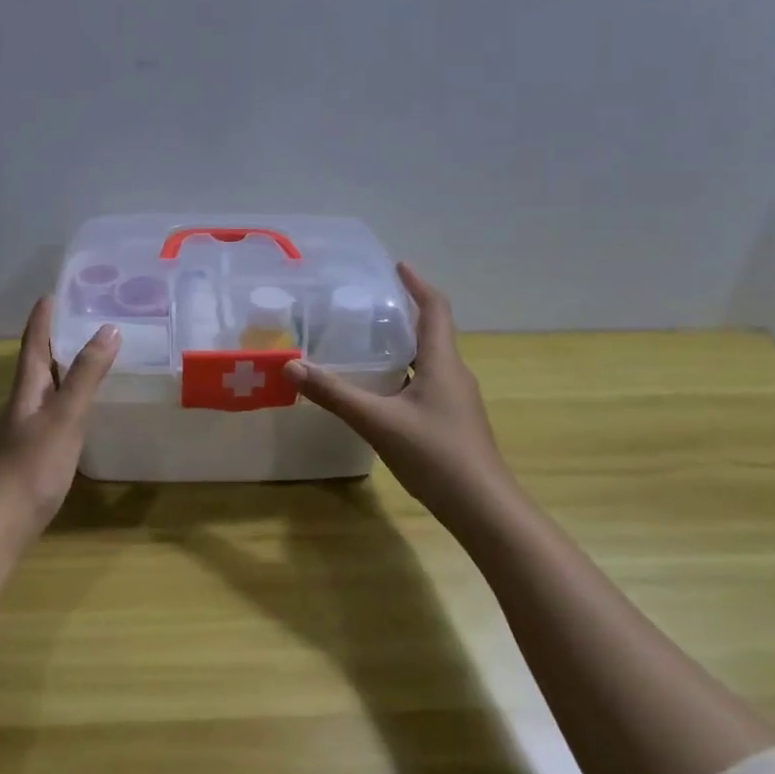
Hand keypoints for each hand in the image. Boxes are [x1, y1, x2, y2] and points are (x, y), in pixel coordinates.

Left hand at [0, 297, 120, 536]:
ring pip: (50, 386)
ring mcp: (30, 428)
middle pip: (40, 361)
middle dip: (58, 336)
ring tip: (94, 352)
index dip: (43, 317)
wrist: (1, 523)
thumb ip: (86, 375)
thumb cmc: (32, 464)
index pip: (35, 342)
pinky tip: (87, 405)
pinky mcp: (38, 451)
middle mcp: (25, 402)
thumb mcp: (64, 415)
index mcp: (28, 388)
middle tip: (86, 316)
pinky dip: (74, 397)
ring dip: (68, 366)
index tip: (54, 292)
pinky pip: (58, 410)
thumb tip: (109, 328)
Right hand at [283, 263, 510, 522]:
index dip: (418, 284)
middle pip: (432, 333)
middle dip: (404, 315)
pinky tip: (380, 393)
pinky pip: (427, 385)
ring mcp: (457, 400)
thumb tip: (292, 365)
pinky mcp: (453, 422)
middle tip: (369, 306)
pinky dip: (404, 375)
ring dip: (404, 347)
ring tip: (368, 344)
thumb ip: (334, 394)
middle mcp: (454, 374)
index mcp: (443, 363)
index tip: (397, 266)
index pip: (435, 309)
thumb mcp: (378, 421)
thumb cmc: (435, 455)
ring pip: (429, 361)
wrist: (482, 507)